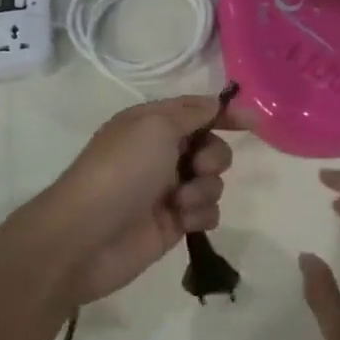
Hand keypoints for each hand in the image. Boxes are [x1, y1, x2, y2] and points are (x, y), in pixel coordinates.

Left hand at [26, 95, 247, 308]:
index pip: (196, 111)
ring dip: (204, 188)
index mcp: (151, 124)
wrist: (85, 237)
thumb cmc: (120, 171)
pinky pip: (207, 212)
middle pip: (211, 146)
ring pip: (213, 181)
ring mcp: (167, 189)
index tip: (254, 123)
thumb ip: (191, 113)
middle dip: (213, 156)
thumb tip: (216, 103)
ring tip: (179, 201)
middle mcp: (161, 153)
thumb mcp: (155, 127)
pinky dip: (199, 214)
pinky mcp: (173, 223)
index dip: (225, 113)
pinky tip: (181, 220)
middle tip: (195, 167)